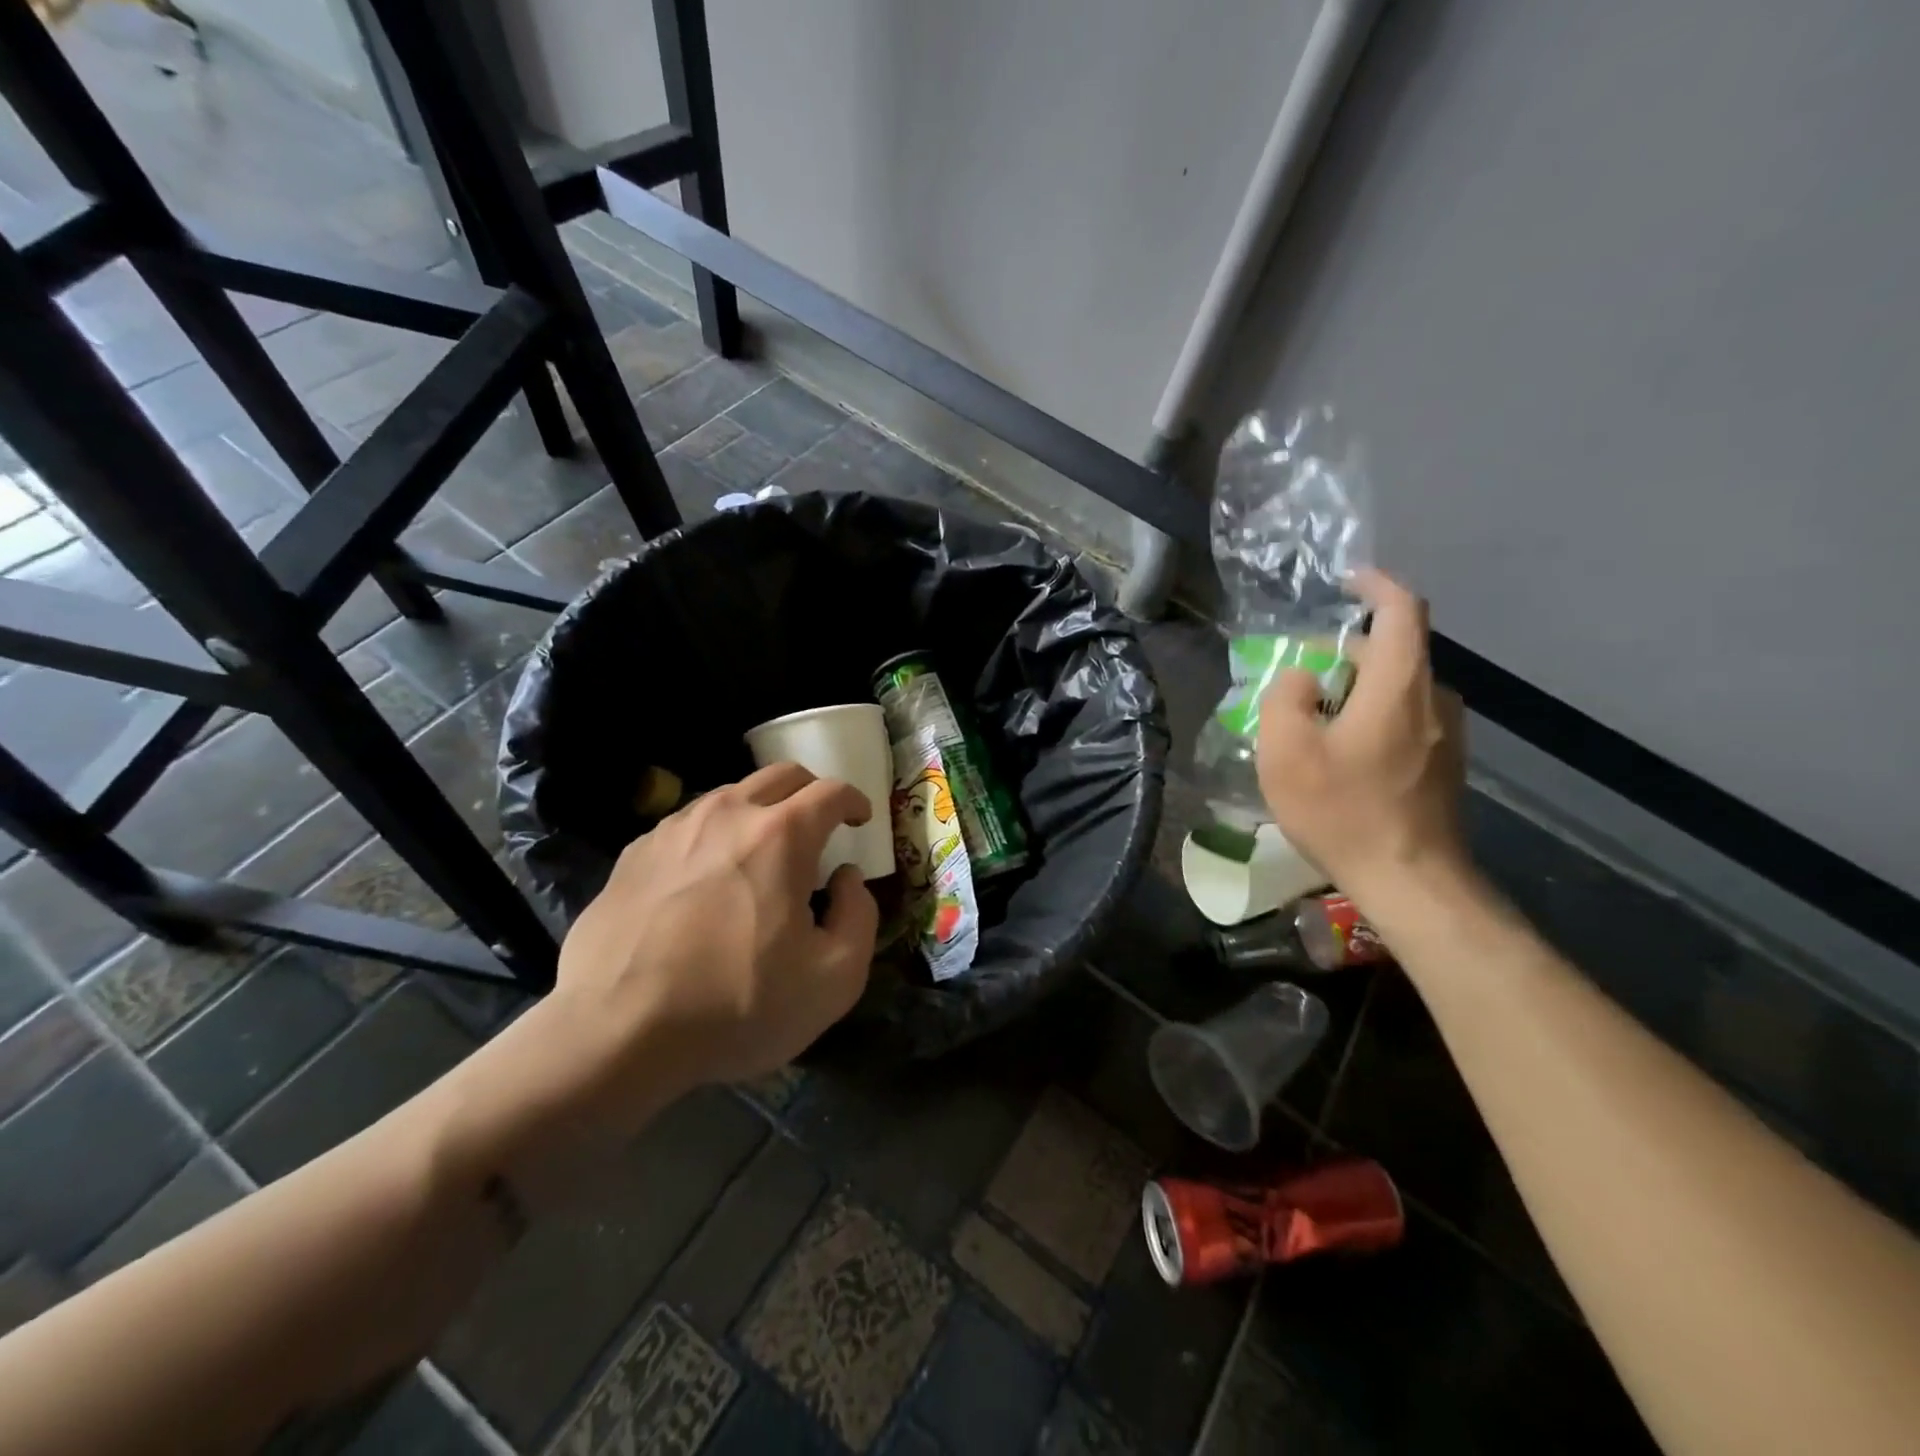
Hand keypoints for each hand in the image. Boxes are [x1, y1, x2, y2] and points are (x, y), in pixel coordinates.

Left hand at [544, 762, 878, 1125]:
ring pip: (731, 795)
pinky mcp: (634, 854)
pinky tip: (706, 879)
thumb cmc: (737, 1004)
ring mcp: (674, 829)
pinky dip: (714, 837)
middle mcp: (728, 813)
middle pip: (781, 775)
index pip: (831, 792)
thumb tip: (847, 878)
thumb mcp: (834, 978)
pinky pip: (688, 826)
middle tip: (819, 826)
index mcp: (781, 835)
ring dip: (760, 811)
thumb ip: (859, 915)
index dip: (855, 801)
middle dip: (811, 792)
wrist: (616, 1033)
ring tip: (761, 854)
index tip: (860, 821)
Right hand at [1255, 568, 1470, 895]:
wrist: (1411, 881)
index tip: (1346, 580)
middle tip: (1299, 675)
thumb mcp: (1287, 752)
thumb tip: (1302, 677)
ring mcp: (1446, 733)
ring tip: (1313, 720)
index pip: (1402, 609)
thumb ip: (1286, 698)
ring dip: (1356, 688)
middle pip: (1394, 651)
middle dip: (1345, 651)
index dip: (1375, 585)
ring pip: (1398, 688)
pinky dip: (1372, 716)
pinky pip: (1406, 717)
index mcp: (1398, 684)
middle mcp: (1433, 698)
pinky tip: (1342, 753)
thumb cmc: (1344, 810)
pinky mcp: (1445, 763)